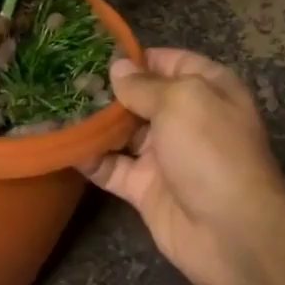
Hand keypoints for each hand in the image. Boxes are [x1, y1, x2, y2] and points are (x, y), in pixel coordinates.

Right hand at [81, 48, 284, 284]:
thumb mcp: (182, 101)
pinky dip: (87, 157)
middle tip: (63, 80)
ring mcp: (165, 155)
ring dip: (92, 122)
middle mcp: (186, 118)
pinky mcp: (145, 188)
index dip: (135, 57)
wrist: (231, 232)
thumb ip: (144, 84)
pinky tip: (58, 143)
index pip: (168, 62)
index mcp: (207, 89)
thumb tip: (118, 67)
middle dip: (106, 90)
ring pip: (122, 132)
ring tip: (53, 106)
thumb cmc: (212, 151)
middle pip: (140, 97)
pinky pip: (111, 167)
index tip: (93, 53)